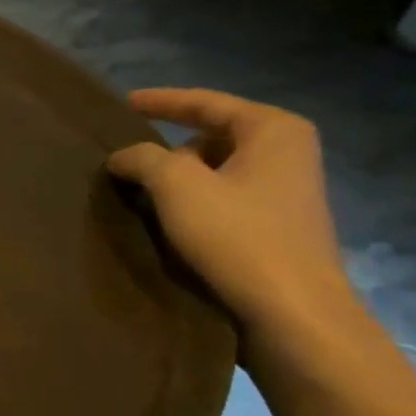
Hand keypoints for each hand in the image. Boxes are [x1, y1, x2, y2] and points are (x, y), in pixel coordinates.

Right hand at [107, 88, 356, 337]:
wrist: (292, 314)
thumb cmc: (238, 237)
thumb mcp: (177, 186)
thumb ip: (143, 158)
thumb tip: (122, 156)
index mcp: (273, 130)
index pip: (205, 103)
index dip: (160, 101)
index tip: (124, 104)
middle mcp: (288, 153)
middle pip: (212, 137)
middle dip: (169, 148)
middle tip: (128, 160)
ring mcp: (287, 193)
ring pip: (217, 171)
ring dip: (179, 180)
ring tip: (140, 193)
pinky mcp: (278, 228)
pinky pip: (225, 200)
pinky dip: (194, 204)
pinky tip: (168, 222)